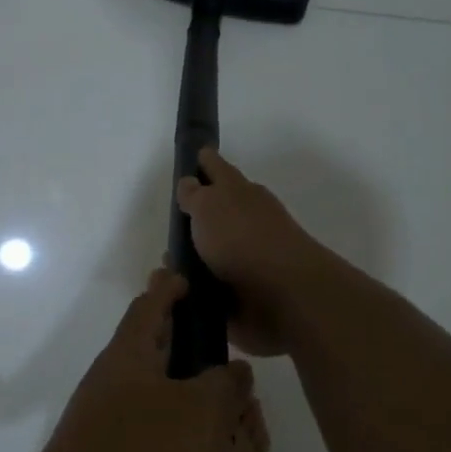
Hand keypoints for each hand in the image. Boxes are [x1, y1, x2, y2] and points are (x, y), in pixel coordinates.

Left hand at [14, 269, 254, 451]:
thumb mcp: (203, 413)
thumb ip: (226, 384)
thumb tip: (232, 372)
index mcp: (129, 360)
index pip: (149, 307)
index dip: (168, 288)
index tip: (182, 273)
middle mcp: (118, 397)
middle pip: (176, 379)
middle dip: (218, 400)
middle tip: (249, 415)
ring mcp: (116, 447)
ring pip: (183, 441)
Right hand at [176, 147, 324, 356]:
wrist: (283, 295)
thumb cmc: (242, 239)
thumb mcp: (209, 205)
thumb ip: (195, 194)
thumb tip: (190, 183)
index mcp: (240, 193)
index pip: (218, 169)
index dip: (205, 162)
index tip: (194, 156)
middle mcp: (246, 221)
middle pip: (216, 213)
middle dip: (197, 216)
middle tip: (171, 221)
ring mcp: (248, 258)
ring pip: (213, 252)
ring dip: (193, 257)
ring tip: (167, 266)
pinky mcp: (244, 294)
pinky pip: (213, 287)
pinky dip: (198, 288)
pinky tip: (179, 292)